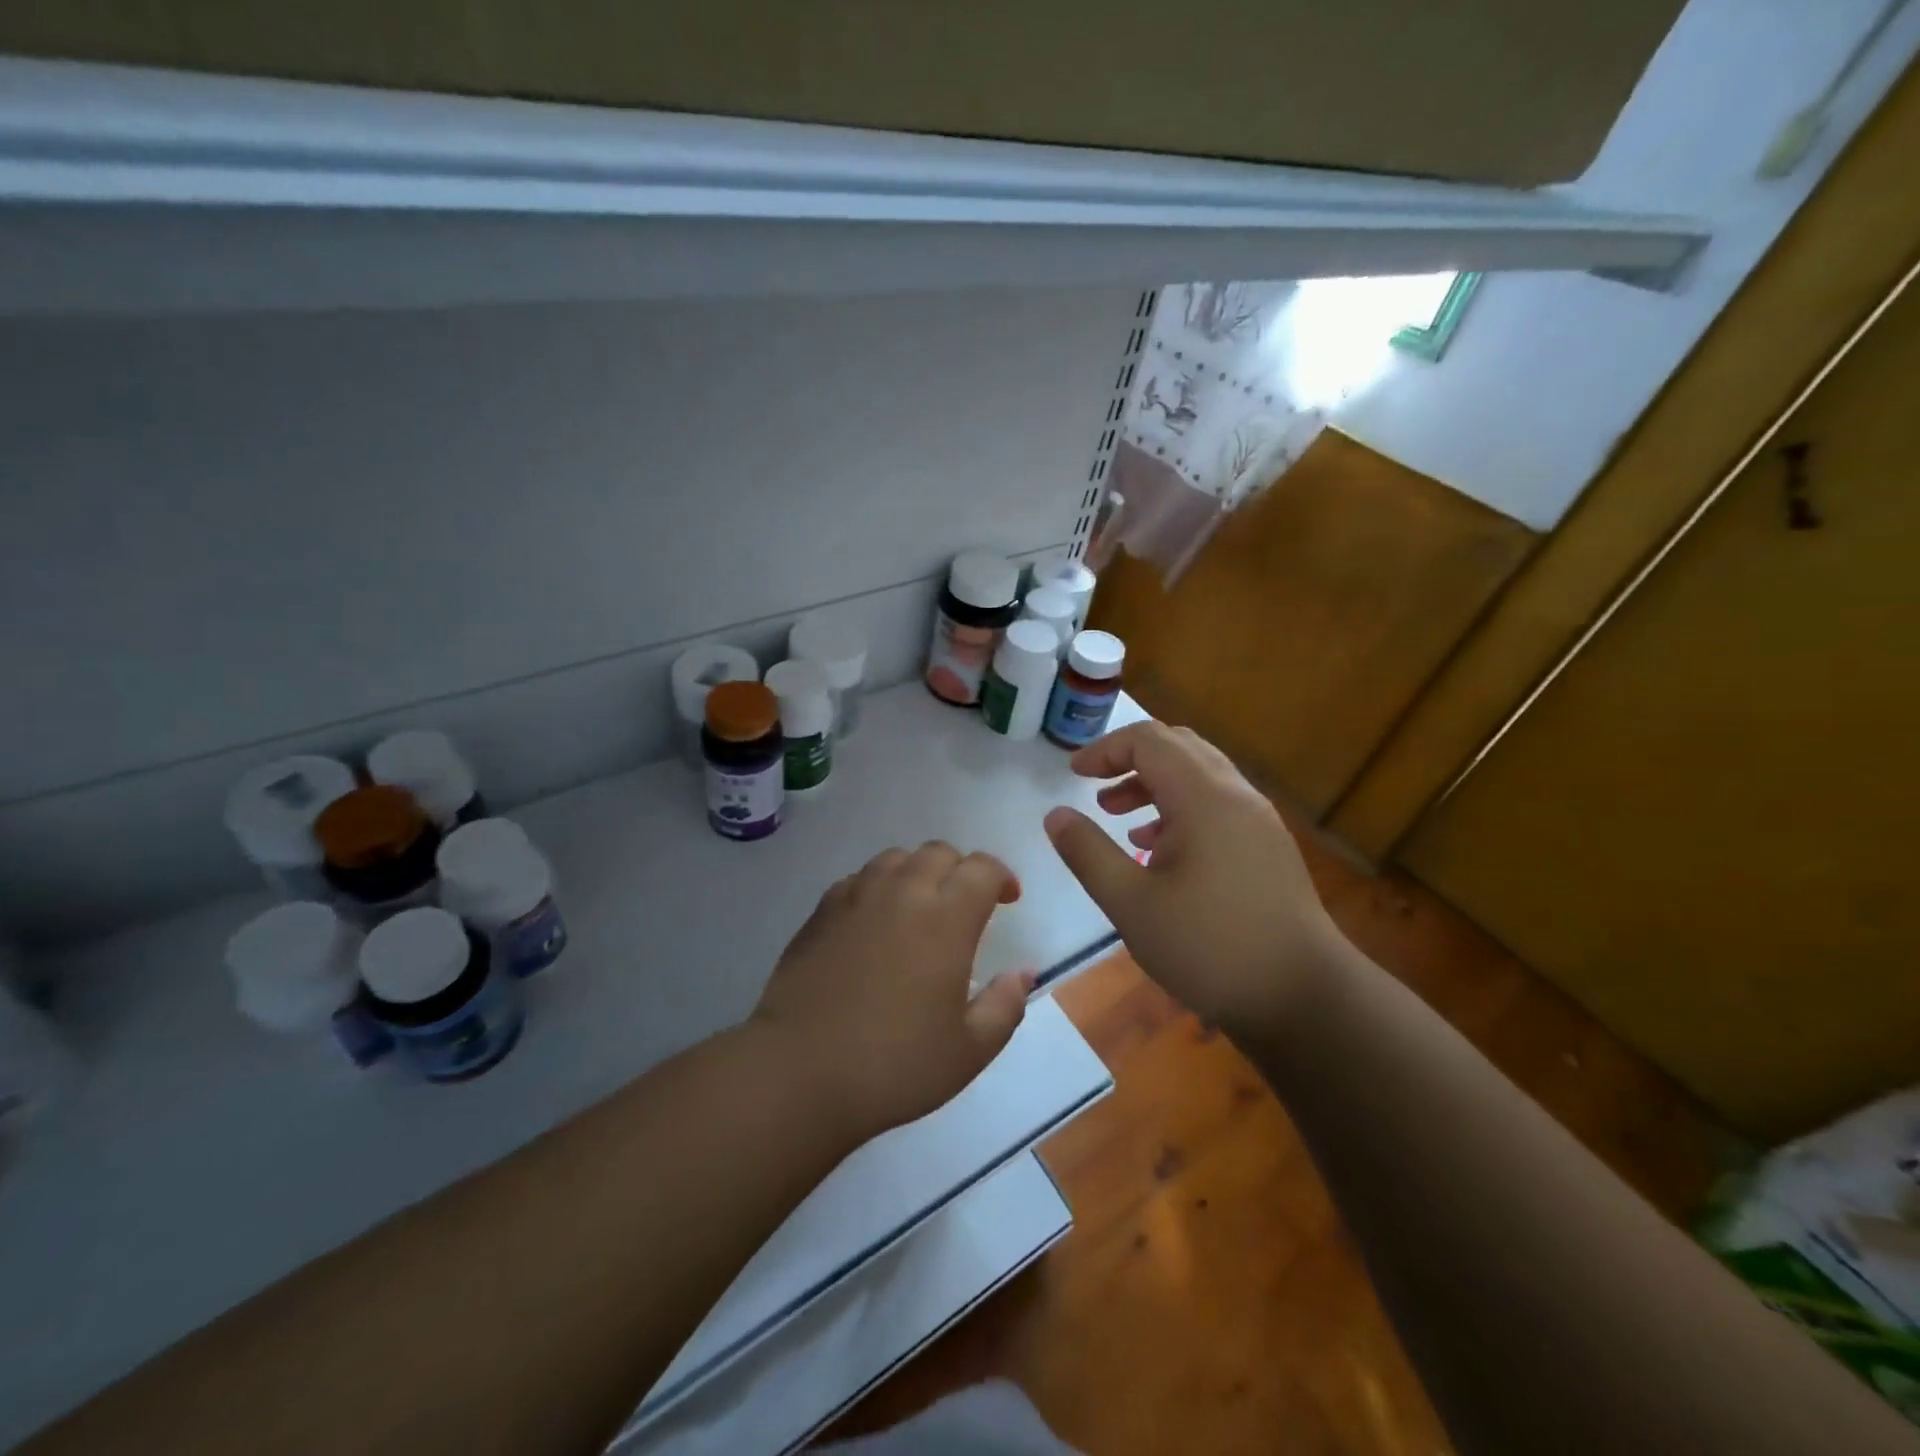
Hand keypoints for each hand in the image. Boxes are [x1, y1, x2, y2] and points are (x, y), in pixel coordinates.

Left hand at [752, 842, 1032, 1139]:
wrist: (800, 1072)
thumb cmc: (894, 1064)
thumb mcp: (969, 1050)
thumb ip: (1005, 1005)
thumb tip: (1022, 973)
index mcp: (946, 919)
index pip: (982, 868)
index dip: (1001, 876)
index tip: (1007, 901)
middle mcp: (902, 892)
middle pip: (939, 852)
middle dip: (961, 870)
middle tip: (965, 905)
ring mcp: (856, 897)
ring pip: (896, 858)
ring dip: (918, 872)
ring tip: (920, 908)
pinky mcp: (821, 911)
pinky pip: (859, 879)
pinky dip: (879, 887)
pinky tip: (876, 923)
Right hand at [1043, 721, 1344, 1038]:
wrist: (1304, 998)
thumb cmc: (1209, 947)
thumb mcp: (1131, 904)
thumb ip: (1088, 853)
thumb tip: (1055, 815)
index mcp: (1204, 797)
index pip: (1149, 741)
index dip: (1105, 750)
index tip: (1073, 774)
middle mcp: (1236, 795)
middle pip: (1179, 747)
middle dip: (1130, 760)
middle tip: (1095, 788)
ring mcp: (1258, 821)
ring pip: (1200, 776)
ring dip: (1155, 785)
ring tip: (1120, 818)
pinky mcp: (1268, 847)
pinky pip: (1218, 805)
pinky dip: (1181, 809)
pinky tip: (1159, 850)